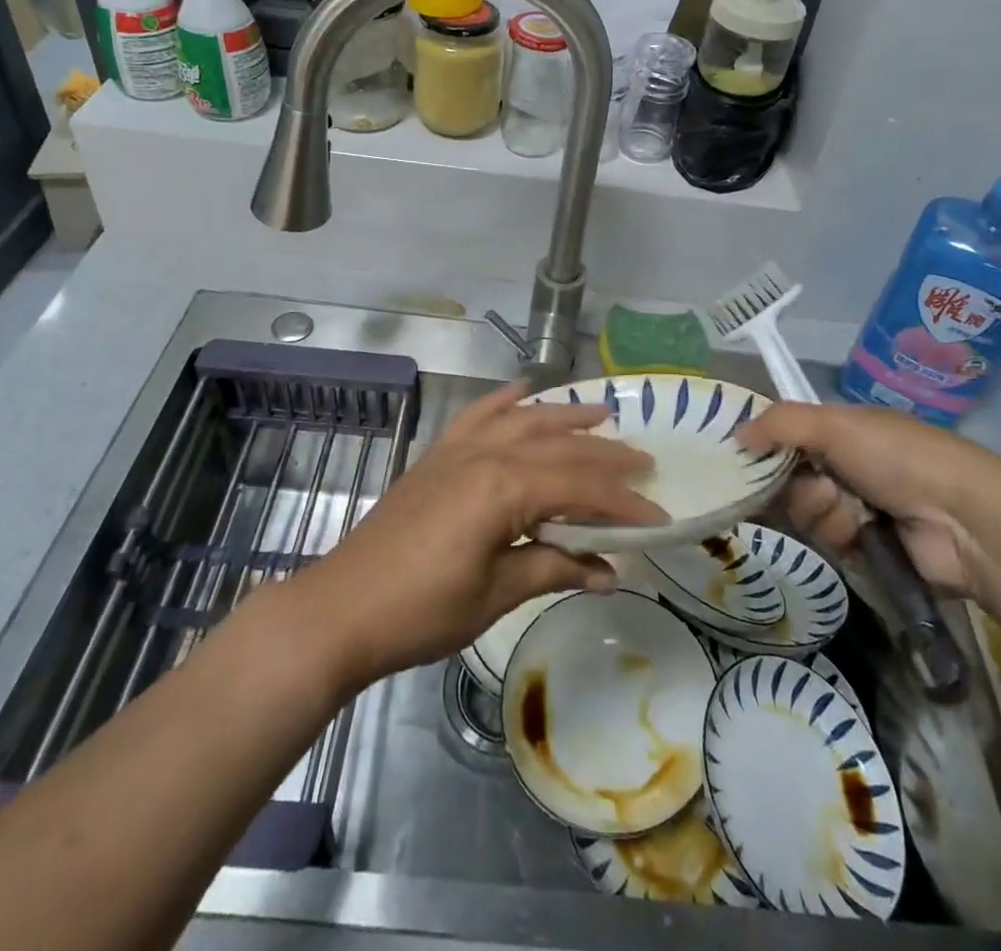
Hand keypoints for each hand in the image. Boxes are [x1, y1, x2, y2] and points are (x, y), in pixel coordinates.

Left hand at [295, 382, 666, 688]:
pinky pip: (477, 415)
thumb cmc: (422, 610)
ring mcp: (458, 450)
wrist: (342, 608)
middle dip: (605, 456)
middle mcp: (486, 454)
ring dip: (565, 416)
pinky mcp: (437, 455)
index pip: (580, 487)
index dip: (623, 503)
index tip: (659, 516)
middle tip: (644, 462)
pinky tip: (524, 390)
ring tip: (602, 412)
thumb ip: (554, 569)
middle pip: (559, 447)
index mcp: (504, 488)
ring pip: (524, 421)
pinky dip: (504, 400)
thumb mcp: (496, 595)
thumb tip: (609, 571)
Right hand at [737, 402, 1000, 598]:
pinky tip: (865, 534)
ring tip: (857, 513)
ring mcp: (856, 506)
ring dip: (825, 513)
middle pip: (789, 477)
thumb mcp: (837, 425)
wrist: (963, 520)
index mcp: (843, 429)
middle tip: (827, 486)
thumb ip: (781, 423)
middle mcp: (845, 464)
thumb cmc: (898, 457)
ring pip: (805, 512)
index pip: (786, 434)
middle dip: (802, 486)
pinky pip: (826, 541)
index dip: (766, 445)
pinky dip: (841, 537)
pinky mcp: (865, 545)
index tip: (745, 456)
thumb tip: (736, 434)